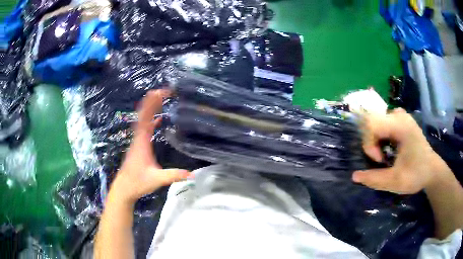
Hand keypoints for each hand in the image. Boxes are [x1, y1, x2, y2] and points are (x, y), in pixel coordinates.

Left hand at [111, 89, 190, 203]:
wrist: (123, 188)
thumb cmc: (137, 182)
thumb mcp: (157, 180)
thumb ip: (173, 175)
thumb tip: (192, 174)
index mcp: (142, 142)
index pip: (146, 118)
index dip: (152, 104)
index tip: (161, 93)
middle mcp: (138, 138)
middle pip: (143, 114)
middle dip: (152, 101)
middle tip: (164, 90)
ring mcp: (137, 141)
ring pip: (142, 119)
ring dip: (150, 108)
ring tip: (161, 98)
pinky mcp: (138, 145)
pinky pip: (144, 128)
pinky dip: (150, 120)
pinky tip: (157, 119)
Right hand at [352, 108, 451, 193]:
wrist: (431, 170)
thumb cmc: (416, 175)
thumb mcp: (395, 181)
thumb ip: (374, 179)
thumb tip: (354, 176)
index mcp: (401, 126)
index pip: (371, 124)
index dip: (369, 144)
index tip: (379, 160)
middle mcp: (400, 115)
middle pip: (372, 122)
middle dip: (371, 142)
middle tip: (382, 159)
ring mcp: (401, 115)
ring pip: (376, 121)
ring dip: (375, 139)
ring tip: (385, 153)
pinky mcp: (402, 119)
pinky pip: (383, 121)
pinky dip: (381, 134)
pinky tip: (388, 145)